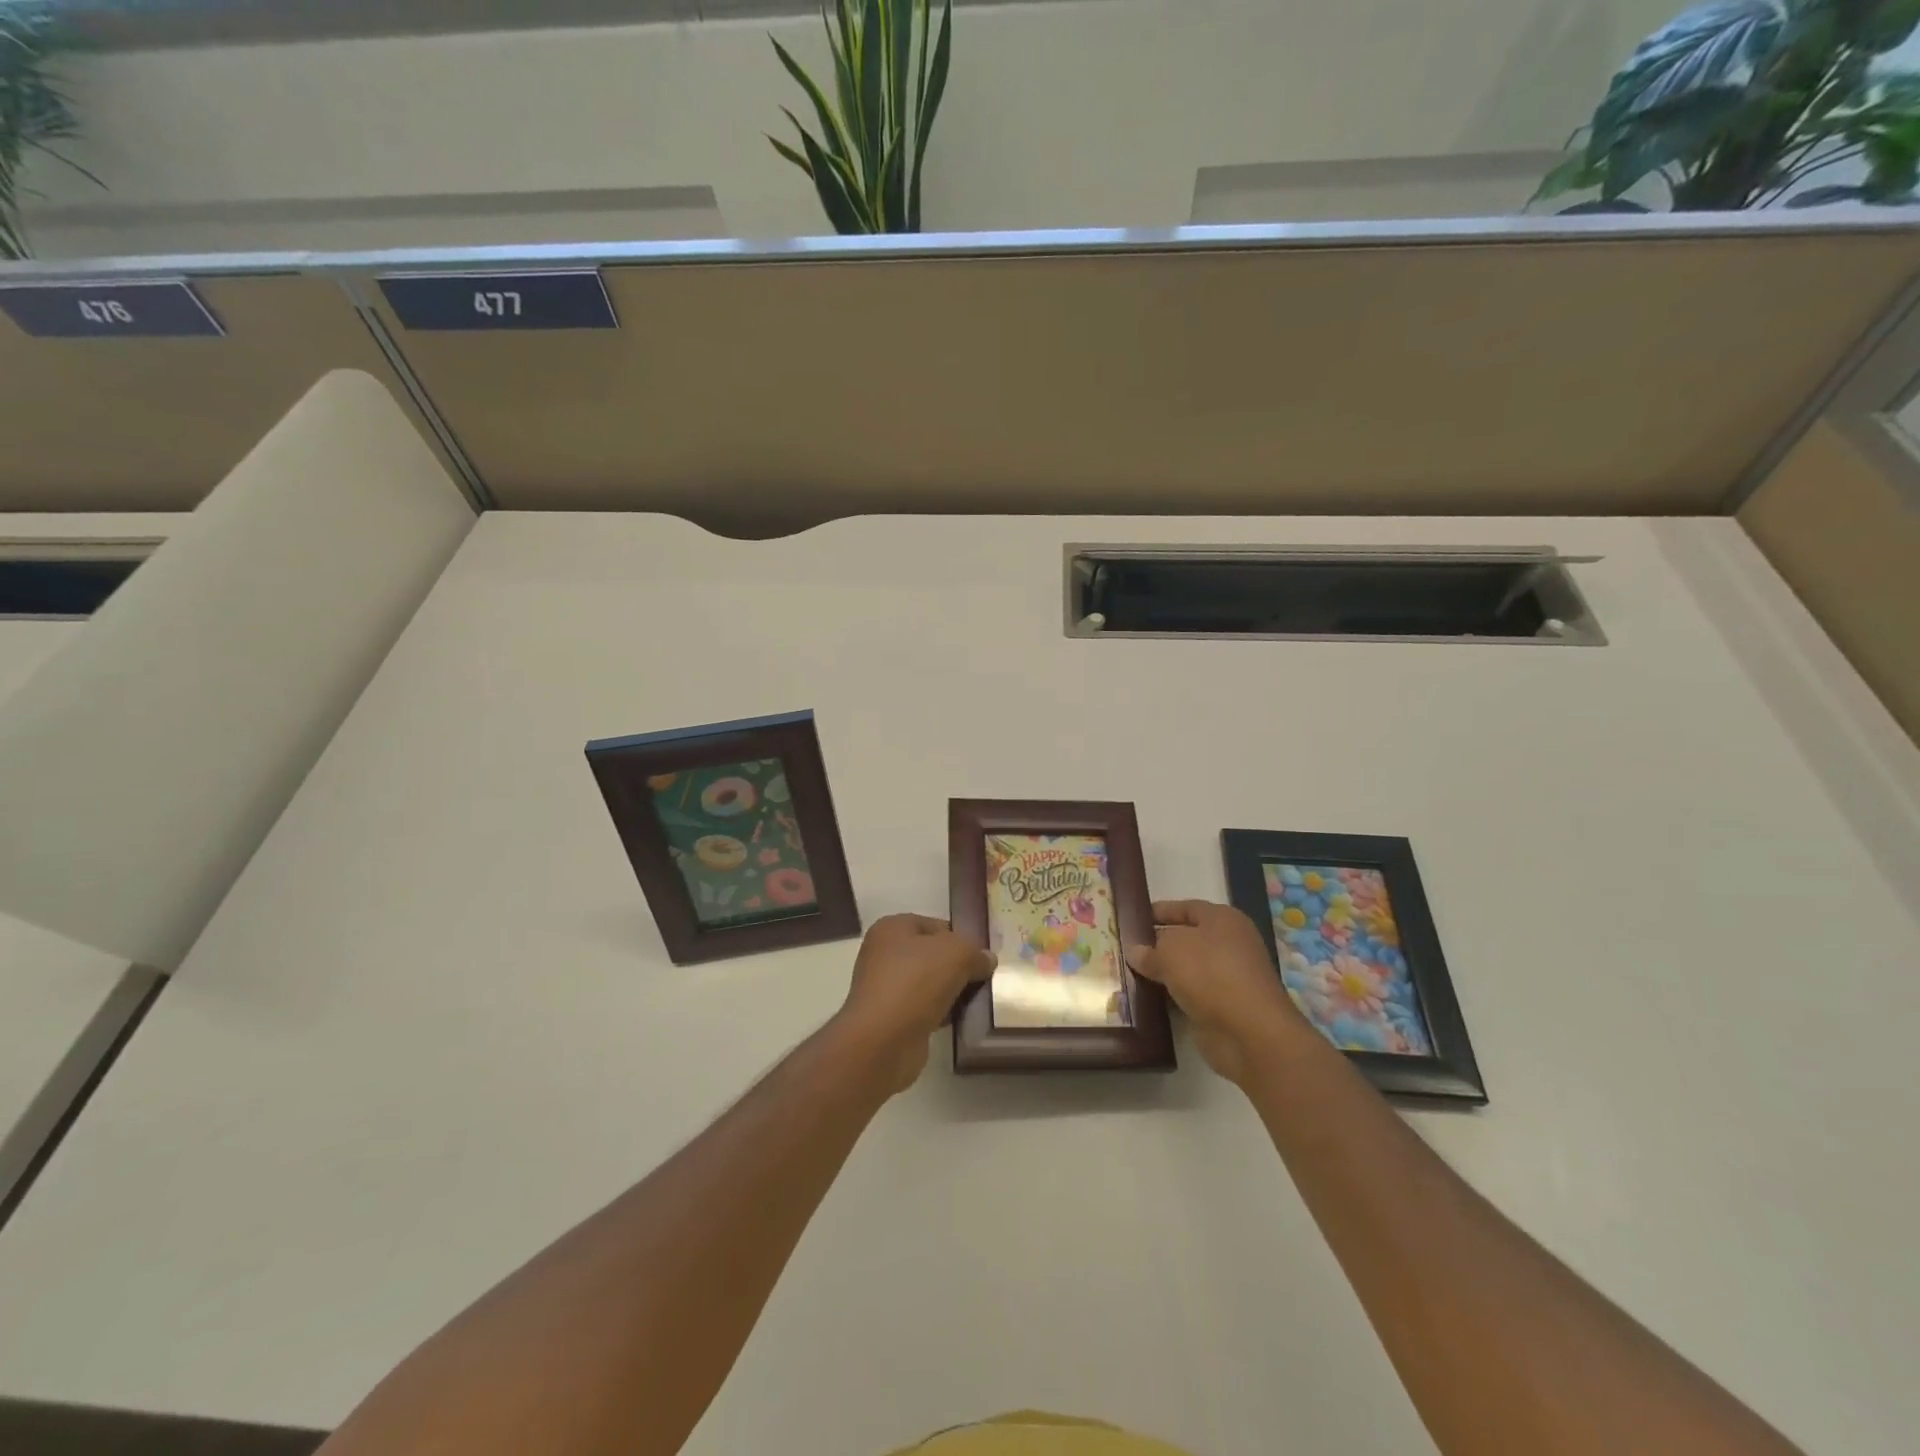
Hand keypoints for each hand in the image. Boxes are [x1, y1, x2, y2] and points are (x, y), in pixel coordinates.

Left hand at [835, 913, 994, 1093]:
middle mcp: (883, 954)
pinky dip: (942, 1013)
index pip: (936, 926)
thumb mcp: (957, 953)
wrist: (884, 1040)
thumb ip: (976, 952)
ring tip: (978, 1000)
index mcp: (892, 928)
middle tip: (984, 978)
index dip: (961, 938)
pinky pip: (924, 1008)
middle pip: (932, 955)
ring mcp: (885, 988)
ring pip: (929, 983)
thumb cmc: (917, 982)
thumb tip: (987, 960)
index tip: (983, 956)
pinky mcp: (891, 1018)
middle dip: (958, 967)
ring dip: (951, 992)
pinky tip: (961, 1020)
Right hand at [1127, 900, 1310, 1086]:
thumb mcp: (1171, 952)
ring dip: (1162, 973)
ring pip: (1186, 969)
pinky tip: (1145, 998)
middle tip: (1124, 947)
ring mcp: (1227, 978)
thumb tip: (1136, 952)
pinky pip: (1188, 995)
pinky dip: (1170, 997)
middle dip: (1157, 944)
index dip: (1159, 911)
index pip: (1186, 908)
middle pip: (1186, 939)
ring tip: (1128, 972)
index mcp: (1223, 920)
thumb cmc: (1211, 975)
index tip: (1132, 918)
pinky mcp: (1222, 1008)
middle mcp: (1229, 945)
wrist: (1249, 1033)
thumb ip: (1149, 950)